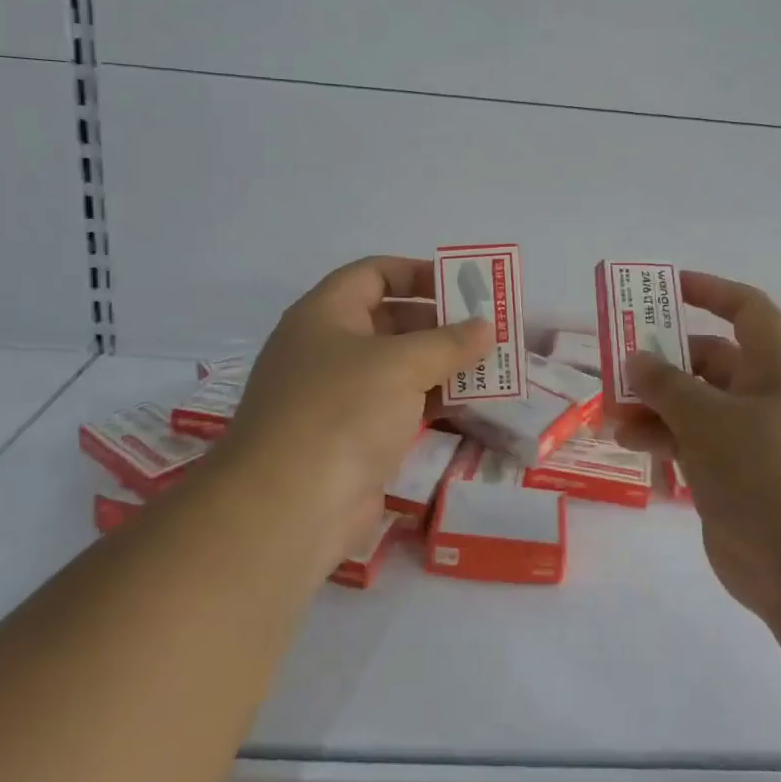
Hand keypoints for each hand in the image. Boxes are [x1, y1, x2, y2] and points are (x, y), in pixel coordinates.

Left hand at [221, 256, 490, 562]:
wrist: (289, 508)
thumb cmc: (342, 412)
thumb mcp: (401, 364)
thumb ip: (448, 342)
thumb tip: (485, 327)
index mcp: (325, 315)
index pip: (373, 274)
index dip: (418, 272)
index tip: (463, 285)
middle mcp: (327, 349)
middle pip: (389, 319)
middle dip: (439, 322)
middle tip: (488, 328)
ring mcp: (338, 397)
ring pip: (397, 367)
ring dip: (441, 364)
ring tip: (491, 365)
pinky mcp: (352, 438)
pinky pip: (398, 406)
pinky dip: (432, 400)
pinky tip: (470, 403)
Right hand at [613, 272, 780, 625]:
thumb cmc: (766, 472)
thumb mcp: (707, 418)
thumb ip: (666, 384)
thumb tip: (638, 358)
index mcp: (775, 367)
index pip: (746, 310)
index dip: (709, 291)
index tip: (666, 289)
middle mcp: (765, 397)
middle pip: (709, 360)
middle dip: (663, 361)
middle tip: (617, 366)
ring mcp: (750, 441)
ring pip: (695, 406)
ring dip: (654, 405)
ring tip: (611, 414)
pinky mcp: (734, 479)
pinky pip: (693, 446)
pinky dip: (663, 440)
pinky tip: (629, 445)